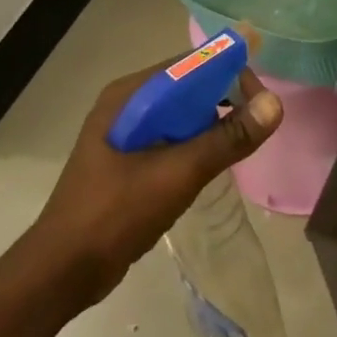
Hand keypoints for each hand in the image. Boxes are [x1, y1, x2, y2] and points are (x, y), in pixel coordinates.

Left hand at [27, 63, 282, 303]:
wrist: (61, 272)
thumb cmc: (115, 214)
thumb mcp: (177, 173)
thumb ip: (226, 138)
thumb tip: (274, 103)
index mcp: (130, 95)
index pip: (192, 65)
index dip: (230, 73)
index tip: (261, 102)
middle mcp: (127, 105)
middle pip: (189, 87)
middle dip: (225, 101)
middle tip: (255, 129)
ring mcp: (125, 134)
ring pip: (182, 116)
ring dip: (212, 126)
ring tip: (239, 148)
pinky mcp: (128, 160)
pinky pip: (172, 139)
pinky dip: (196, 145)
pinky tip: (211, 167)